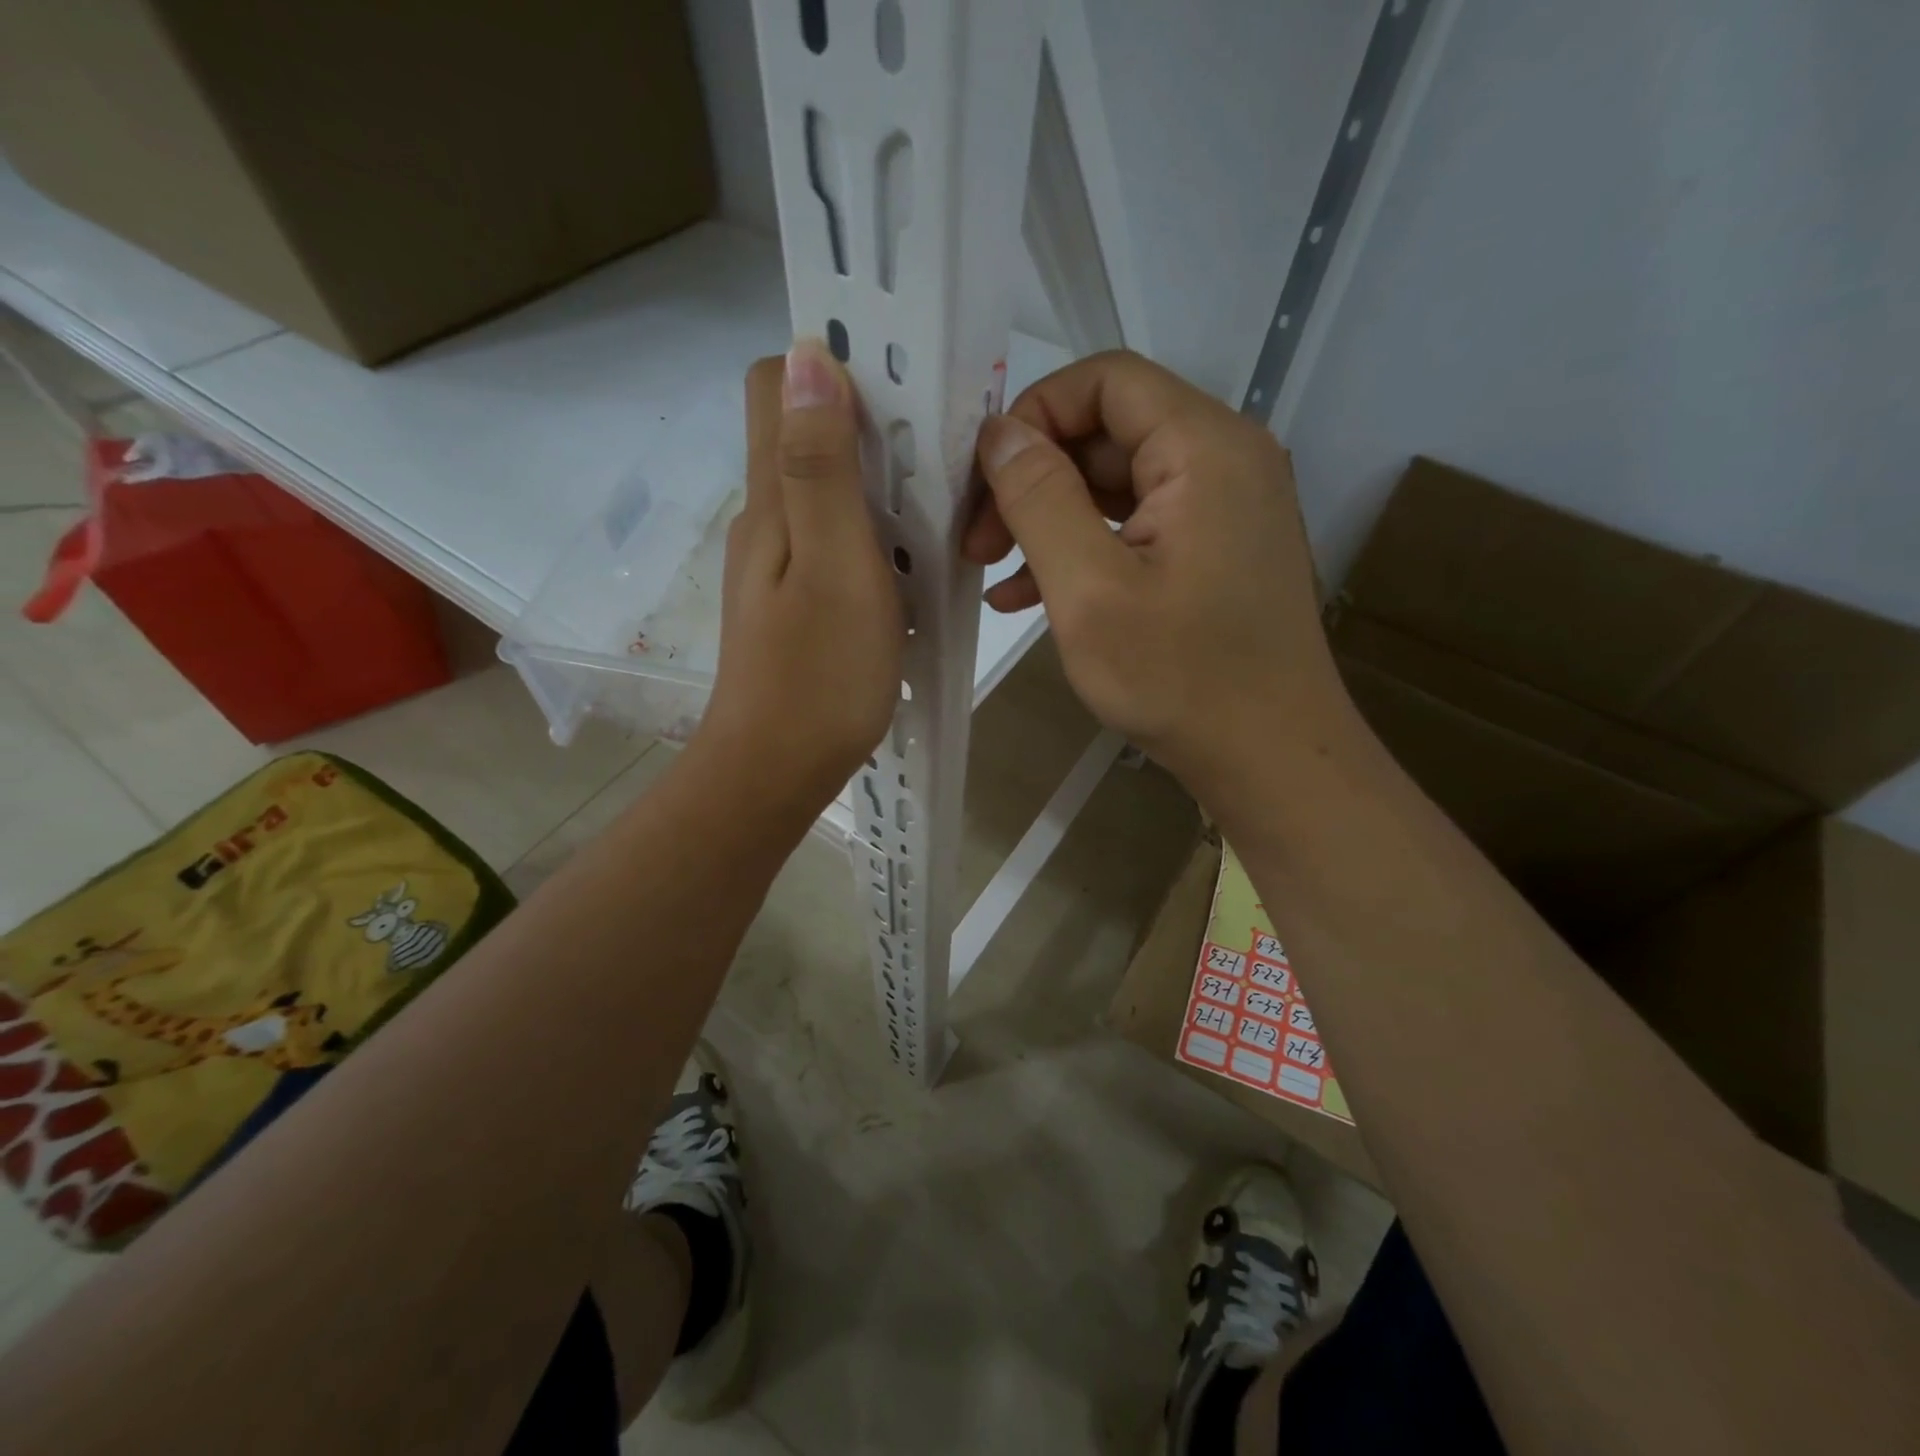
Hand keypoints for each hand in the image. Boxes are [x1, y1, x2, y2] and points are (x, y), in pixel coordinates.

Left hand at [695, 342, 903, 819]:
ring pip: (827, 493)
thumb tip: (806, 354)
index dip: (828, 365)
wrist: (777, 771)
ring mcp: (780, 566)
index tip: (898, 384)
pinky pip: (837, 544)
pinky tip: (912, 566)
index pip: (773, 385)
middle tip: (939, 453)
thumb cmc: (818, 675)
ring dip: (879, 486)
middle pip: (806, 436)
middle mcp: (767, 521)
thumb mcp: (834, 564)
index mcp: (771, 501)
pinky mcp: (798, 603)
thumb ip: (820, 466)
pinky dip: (876, 537)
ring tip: (939, 510)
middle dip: (869, 426)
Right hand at [963, 350, 1348, 801]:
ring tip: (992, 572)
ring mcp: (1225, 508)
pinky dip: (1084, 548)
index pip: (1104, 381)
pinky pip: (1138, 526)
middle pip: (1108, 432)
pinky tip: (1031, 595)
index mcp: (1203, 448)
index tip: (982, 482)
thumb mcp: (1089, 589)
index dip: (1033, 415)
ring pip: (1116, 483)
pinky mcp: (1216, 551)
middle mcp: (1224, 459)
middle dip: (1033, 479)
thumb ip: (1039, 498)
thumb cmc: (1180, 678)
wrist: (1270, 758)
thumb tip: (999, 433)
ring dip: (1050, 520)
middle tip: (977, 542)